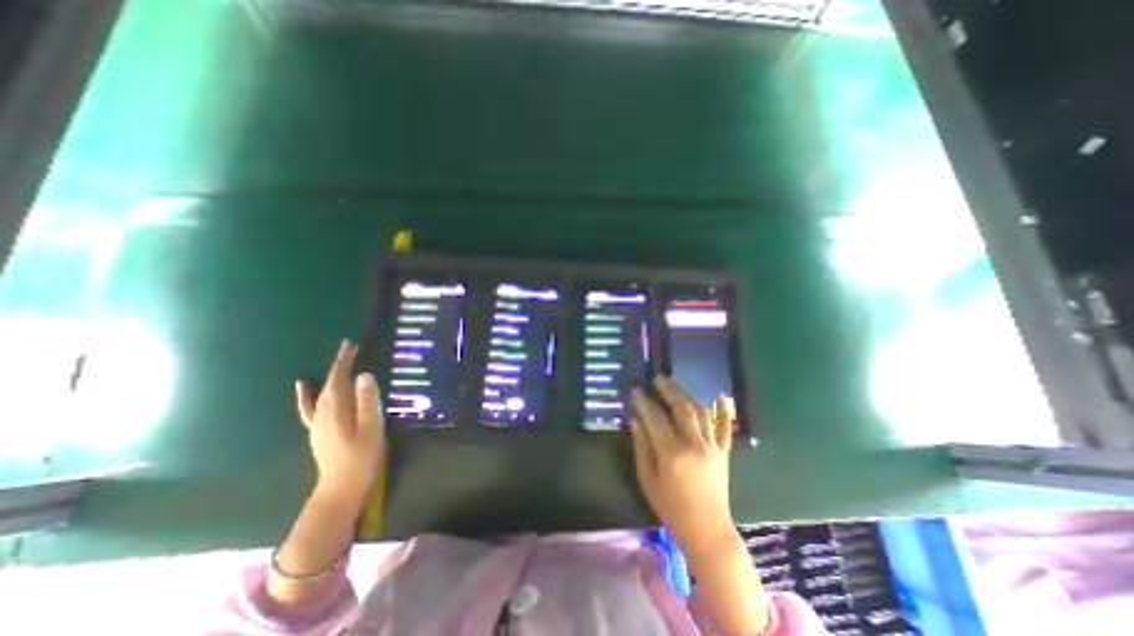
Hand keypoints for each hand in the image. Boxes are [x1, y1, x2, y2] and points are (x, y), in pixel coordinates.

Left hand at [292, 340, 387, 503]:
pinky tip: (301, 386)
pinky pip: (309, 407)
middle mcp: (322, 412)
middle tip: (351, 349)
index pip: (338, 379)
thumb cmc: (361, 457)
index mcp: (336, 410)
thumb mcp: (371, 428)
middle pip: (330, 382)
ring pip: (322, 392)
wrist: (340, 487)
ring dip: (331, 375)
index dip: (344, 361)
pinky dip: (305, 394)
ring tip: (340, 363)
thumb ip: (368, 401)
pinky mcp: (318, 430)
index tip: (350, 345)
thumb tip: (364, 375)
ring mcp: (317, 422)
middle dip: (340, 364)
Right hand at [629, 374, 734, 559]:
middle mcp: (694, 445)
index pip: (655, 418)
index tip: (636, 389)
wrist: (707, 530)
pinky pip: (726, 427)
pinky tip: (720, 395)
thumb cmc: (671, 508)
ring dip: (688, 395)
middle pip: (681, 408)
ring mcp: (712, 447)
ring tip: (675, 385)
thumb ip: (641, 447)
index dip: (644, 401)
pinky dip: (724, 410)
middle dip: (668, 389)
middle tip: (658, 378)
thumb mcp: (648, 479)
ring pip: (701, 412)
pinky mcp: (724, 452)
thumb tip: (634, 420)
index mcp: (672, 453)